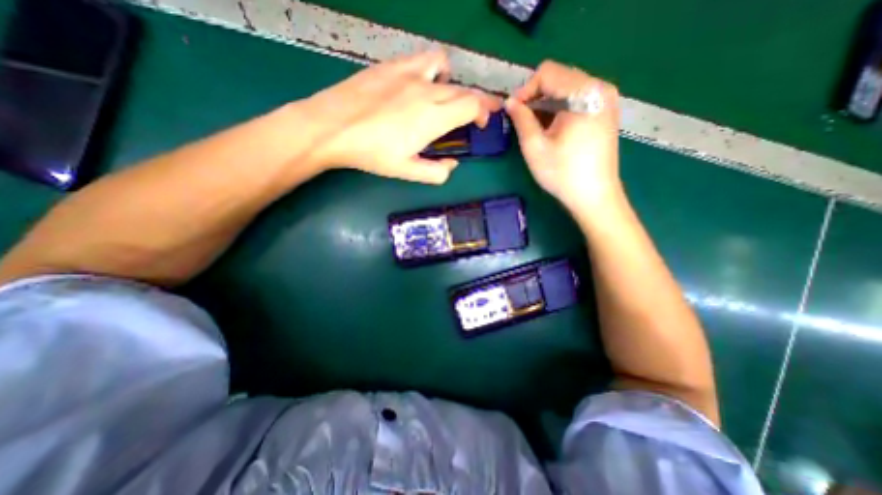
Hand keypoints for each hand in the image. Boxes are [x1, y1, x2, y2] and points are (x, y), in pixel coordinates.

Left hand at [299, 50, 498, 183]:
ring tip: (447, 96)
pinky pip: (423, 59)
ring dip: (455, 83)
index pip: (472, 106)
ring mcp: (409, 74)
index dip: (483, 113)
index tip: (482, 124)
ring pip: (446, 69)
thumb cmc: (371, 153)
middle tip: (476, 115)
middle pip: (464, 90)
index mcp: (433, 118)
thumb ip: (436, 172)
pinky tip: (423, 83)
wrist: (332, 126)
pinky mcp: (393, 65)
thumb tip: (452, 165)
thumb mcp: (407, 171)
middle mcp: (427, 90)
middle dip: (477, 102)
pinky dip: (432, 69)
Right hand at [507, 59, 621, 209]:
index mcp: (584, 93)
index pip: (548, 72)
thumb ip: (521, 119)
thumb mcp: (534, 147)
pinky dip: (561, 108)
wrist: (595, 196)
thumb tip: (509, 102)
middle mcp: (601, 87)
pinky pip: (579, 98)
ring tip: (536, 127)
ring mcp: (607, 98)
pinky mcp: (607, 111)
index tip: (514, 111)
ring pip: (568, 87)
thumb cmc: (563, 174)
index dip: (525, 89)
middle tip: (522, 120)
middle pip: (560, 77)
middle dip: (536, 96)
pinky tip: (553, 128)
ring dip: (548, 103)